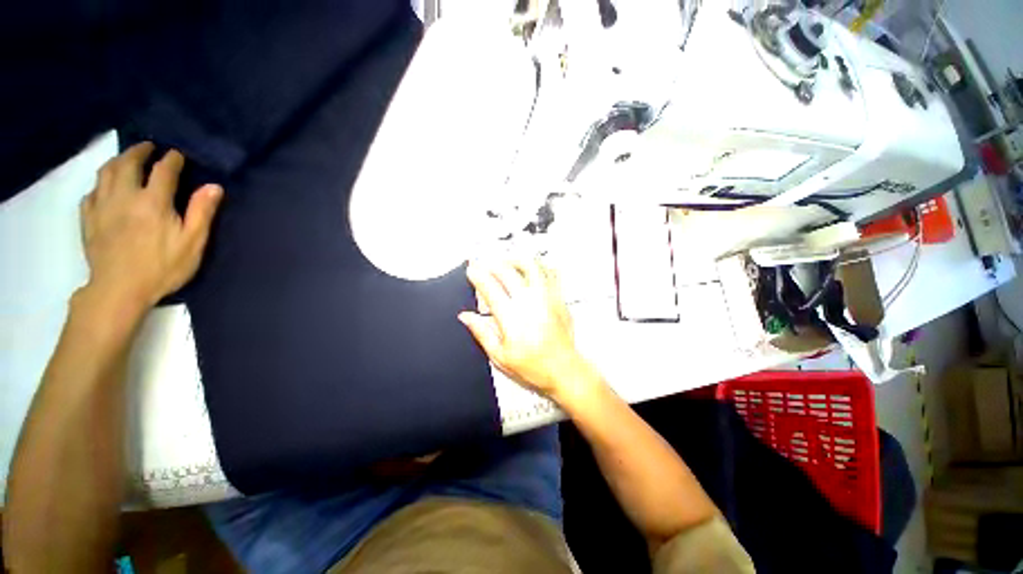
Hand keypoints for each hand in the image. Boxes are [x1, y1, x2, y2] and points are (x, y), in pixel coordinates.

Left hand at [79, 142, 222, 309]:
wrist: (119, 290)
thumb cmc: (162, 267)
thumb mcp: (192, 243)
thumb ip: (201, 212)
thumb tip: (213, 186)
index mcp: (153, 202)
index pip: (163, 170)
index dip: (172, 160)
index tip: (177, 155)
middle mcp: (124, 196)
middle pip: (128, 163)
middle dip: (140, 151)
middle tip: (149, 147)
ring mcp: (102, 206)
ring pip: (105, 172)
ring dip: (117, 161)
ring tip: (126, 159)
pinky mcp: (88, 219)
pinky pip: (91, 192)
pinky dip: (100, 184)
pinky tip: (105, 188)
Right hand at [459, 257, 598, 403]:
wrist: (563, 369)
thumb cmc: (533, 366)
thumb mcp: (500, 356)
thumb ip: (481, 332)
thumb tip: (465, 317)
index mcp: (511, 317)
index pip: (490, 287)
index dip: (477, 275)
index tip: (472, 270)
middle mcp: (529, 303)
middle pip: (508, 271)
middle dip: (493, 264)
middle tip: (486, 265)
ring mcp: (546, 298)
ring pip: (531, 266)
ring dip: (516, 260)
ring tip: (508, 262)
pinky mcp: (558, 299)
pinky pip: (550, 273)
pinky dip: (539, 266)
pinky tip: (532, 269)